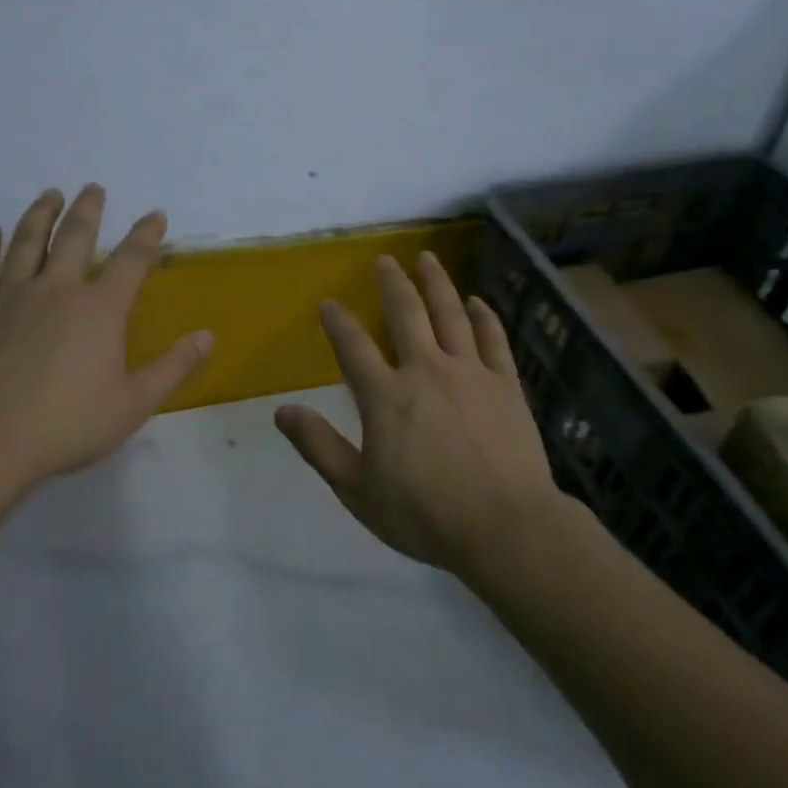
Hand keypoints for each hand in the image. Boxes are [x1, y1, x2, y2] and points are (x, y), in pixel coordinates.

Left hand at [0, 185, 213, 501]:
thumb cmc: (67, 424)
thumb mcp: (134, 403)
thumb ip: (173, 367)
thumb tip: (208, 337)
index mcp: (100, 309)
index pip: (131, 261)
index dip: (147, 235)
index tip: (156, 215)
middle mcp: (57, 290)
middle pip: (76, 237)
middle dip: (89, 209)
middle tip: (94, 188)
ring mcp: (12, 297)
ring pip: (28, 242)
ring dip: (41, 214)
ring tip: (50, 195)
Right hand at [274, 252, 561, 574]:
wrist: (505, 528)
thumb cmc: (425, 514)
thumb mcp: (358, 490)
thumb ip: (319, 447)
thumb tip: (281, 411)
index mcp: (386, 396)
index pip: (353, 346)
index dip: (338, 321)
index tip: (328, 302)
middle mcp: (426, 370)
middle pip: (405, 313)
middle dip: (392, 283)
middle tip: (384, 260)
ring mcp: (470, 373)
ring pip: (450, 314)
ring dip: (436, 283)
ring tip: (427, 258)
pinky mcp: (505, 384)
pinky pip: (493, 339)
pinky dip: (484, 316)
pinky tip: (477, 301)